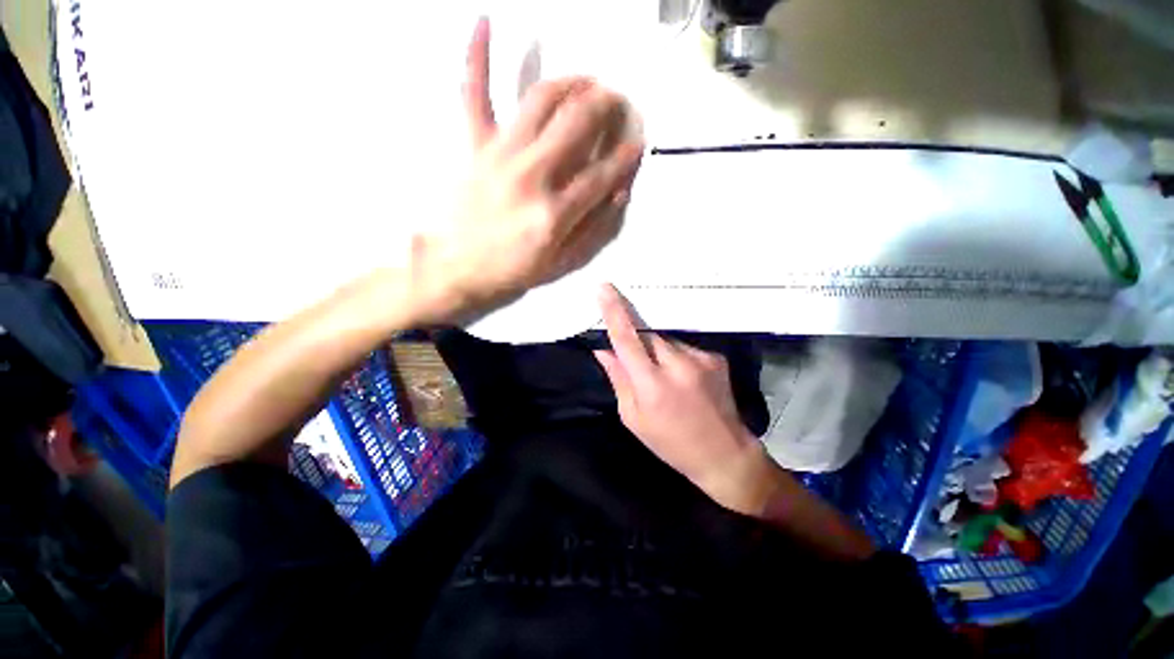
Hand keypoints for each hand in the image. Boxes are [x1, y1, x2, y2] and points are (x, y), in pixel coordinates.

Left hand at [412, 19, 644, 324]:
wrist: (457, 267)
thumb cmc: (513, 269)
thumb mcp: (562, 263)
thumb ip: (594, 230)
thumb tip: (619, 192)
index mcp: (555, 212)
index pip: (602, 174)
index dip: (625, 156)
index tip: (638, 142)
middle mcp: (532, 175)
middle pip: (577, 124)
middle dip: (604, 106)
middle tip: (616, 101)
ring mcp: (500, 154)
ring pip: (540, 100)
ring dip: (569, 82)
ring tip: (585, 80)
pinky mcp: (474, 145)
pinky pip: (473, 92)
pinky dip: (477, 55)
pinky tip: (484, 21)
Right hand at [593, 284, 779, 514]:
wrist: (723, 453)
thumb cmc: (670, 442)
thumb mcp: (633, 417)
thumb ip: (618, 379)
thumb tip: (603, 350)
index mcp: (651, 385)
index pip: (627, 339)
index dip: (614, 312)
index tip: (605, 288)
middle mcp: (677, 365)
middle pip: (647, 335)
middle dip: (637, 342)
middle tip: (639, 363)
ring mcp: (700, 358)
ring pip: (665, 341)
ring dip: (658, 352)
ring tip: (666, 379)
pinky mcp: (715, 357)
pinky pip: (684, 347)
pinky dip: (676, 357)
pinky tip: (684, 380)